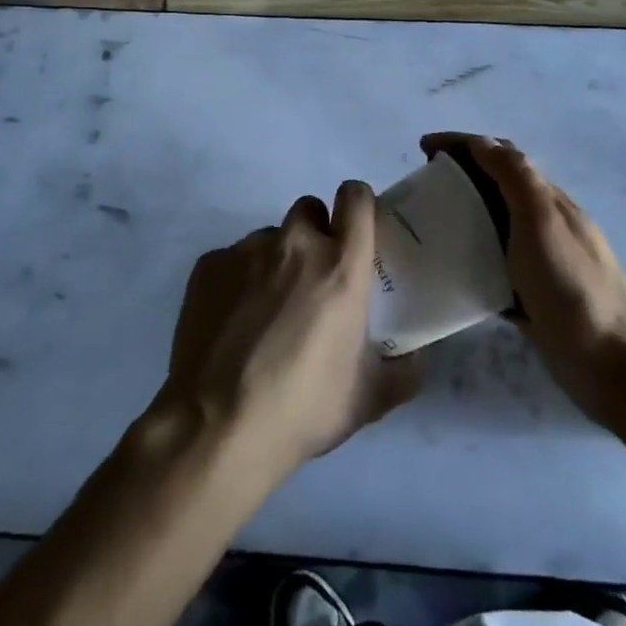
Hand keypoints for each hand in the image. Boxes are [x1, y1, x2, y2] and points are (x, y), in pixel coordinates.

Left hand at [157, 183, 420, 485]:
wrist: (218, 427)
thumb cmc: (303, 407)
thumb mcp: (370, 398)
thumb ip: (405, 370)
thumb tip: (416, 356)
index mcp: (340, 266)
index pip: (356, 198)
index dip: (358, 205)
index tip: (357, 230)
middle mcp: (295, 245)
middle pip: (310, 210)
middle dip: (316, 234)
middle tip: (313, 280)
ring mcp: (247, 251)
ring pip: (270, 237)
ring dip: (276, 261)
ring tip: (266, 311)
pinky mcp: (208, 265)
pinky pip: (232, 259)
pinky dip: (238, 280)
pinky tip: (232, 323)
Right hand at [421, 133, 625, 424]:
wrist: (614, 362)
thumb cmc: (572, 285)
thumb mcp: (541, 220)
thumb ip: (515, 177)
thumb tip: (481, 142)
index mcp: (545, 199)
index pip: (500, 155)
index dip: (462, 144)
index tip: (422, 148)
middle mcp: (542, 223)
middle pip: (494, 187)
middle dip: (457, 176)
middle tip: (418, 189)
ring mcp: (538, 262)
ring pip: (491, 227)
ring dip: (459, 217)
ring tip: (424, 228)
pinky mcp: (530, 297)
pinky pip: (491, 267)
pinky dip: (468, 259)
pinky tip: (445, 274)